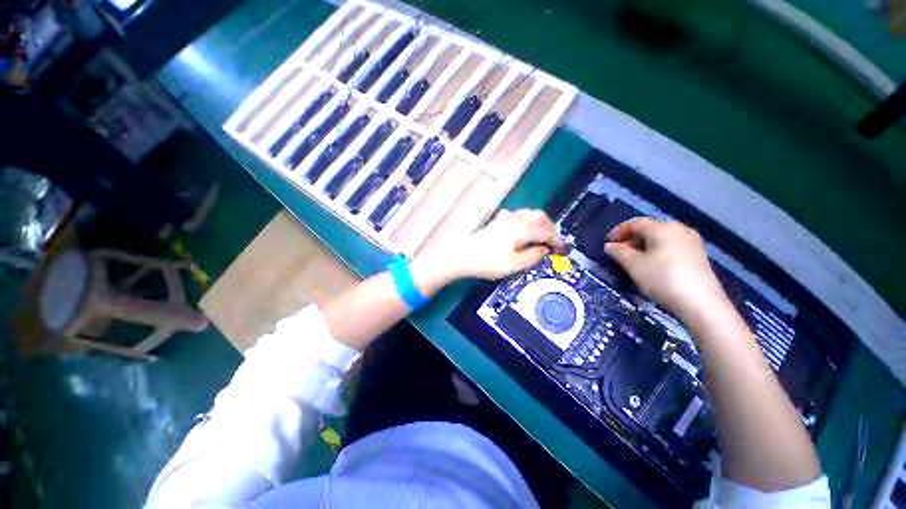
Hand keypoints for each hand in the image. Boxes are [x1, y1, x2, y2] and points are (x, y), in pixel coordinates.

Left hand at [445, 209, 564, 280]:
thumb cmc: (489, 262)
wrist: (463, 256)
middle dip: (549, 228)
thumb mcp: (515, 264)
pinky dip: (525, 221)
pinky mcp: (497, 222)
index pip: (546, 232)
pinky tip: (521, 230)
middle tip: (552, 242)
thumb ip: (533, 256)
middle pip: (539, 217)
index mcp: (522, 229)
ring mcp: (505, 219)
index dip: (557, 240)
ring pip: (528, 214)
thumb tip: (544, 250)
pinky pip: (516, 216)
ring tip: (540, 237)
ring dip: (538, 223)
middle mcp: (515, 219)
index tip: (563, 249)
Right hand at [604, 218, 728, 319]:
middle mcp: (679, 229)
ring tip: (633, 260)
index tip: (607, 244)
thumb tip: (609, 245)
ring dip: (643, 245)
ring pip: (660, 237)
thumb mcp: (633, 265)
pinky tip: (652, 264)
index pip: (635, 223)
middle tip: (619, 252)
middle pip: (649, 228)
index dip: (618, 231)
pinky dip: (657, 250)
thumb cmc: (662, 279)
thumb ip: (618, 252)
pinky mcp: (698, 254)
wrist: (701, 303)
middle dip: (631, 238)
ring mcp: (691, 241)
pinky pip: (671, 245)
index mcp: (662, 228)